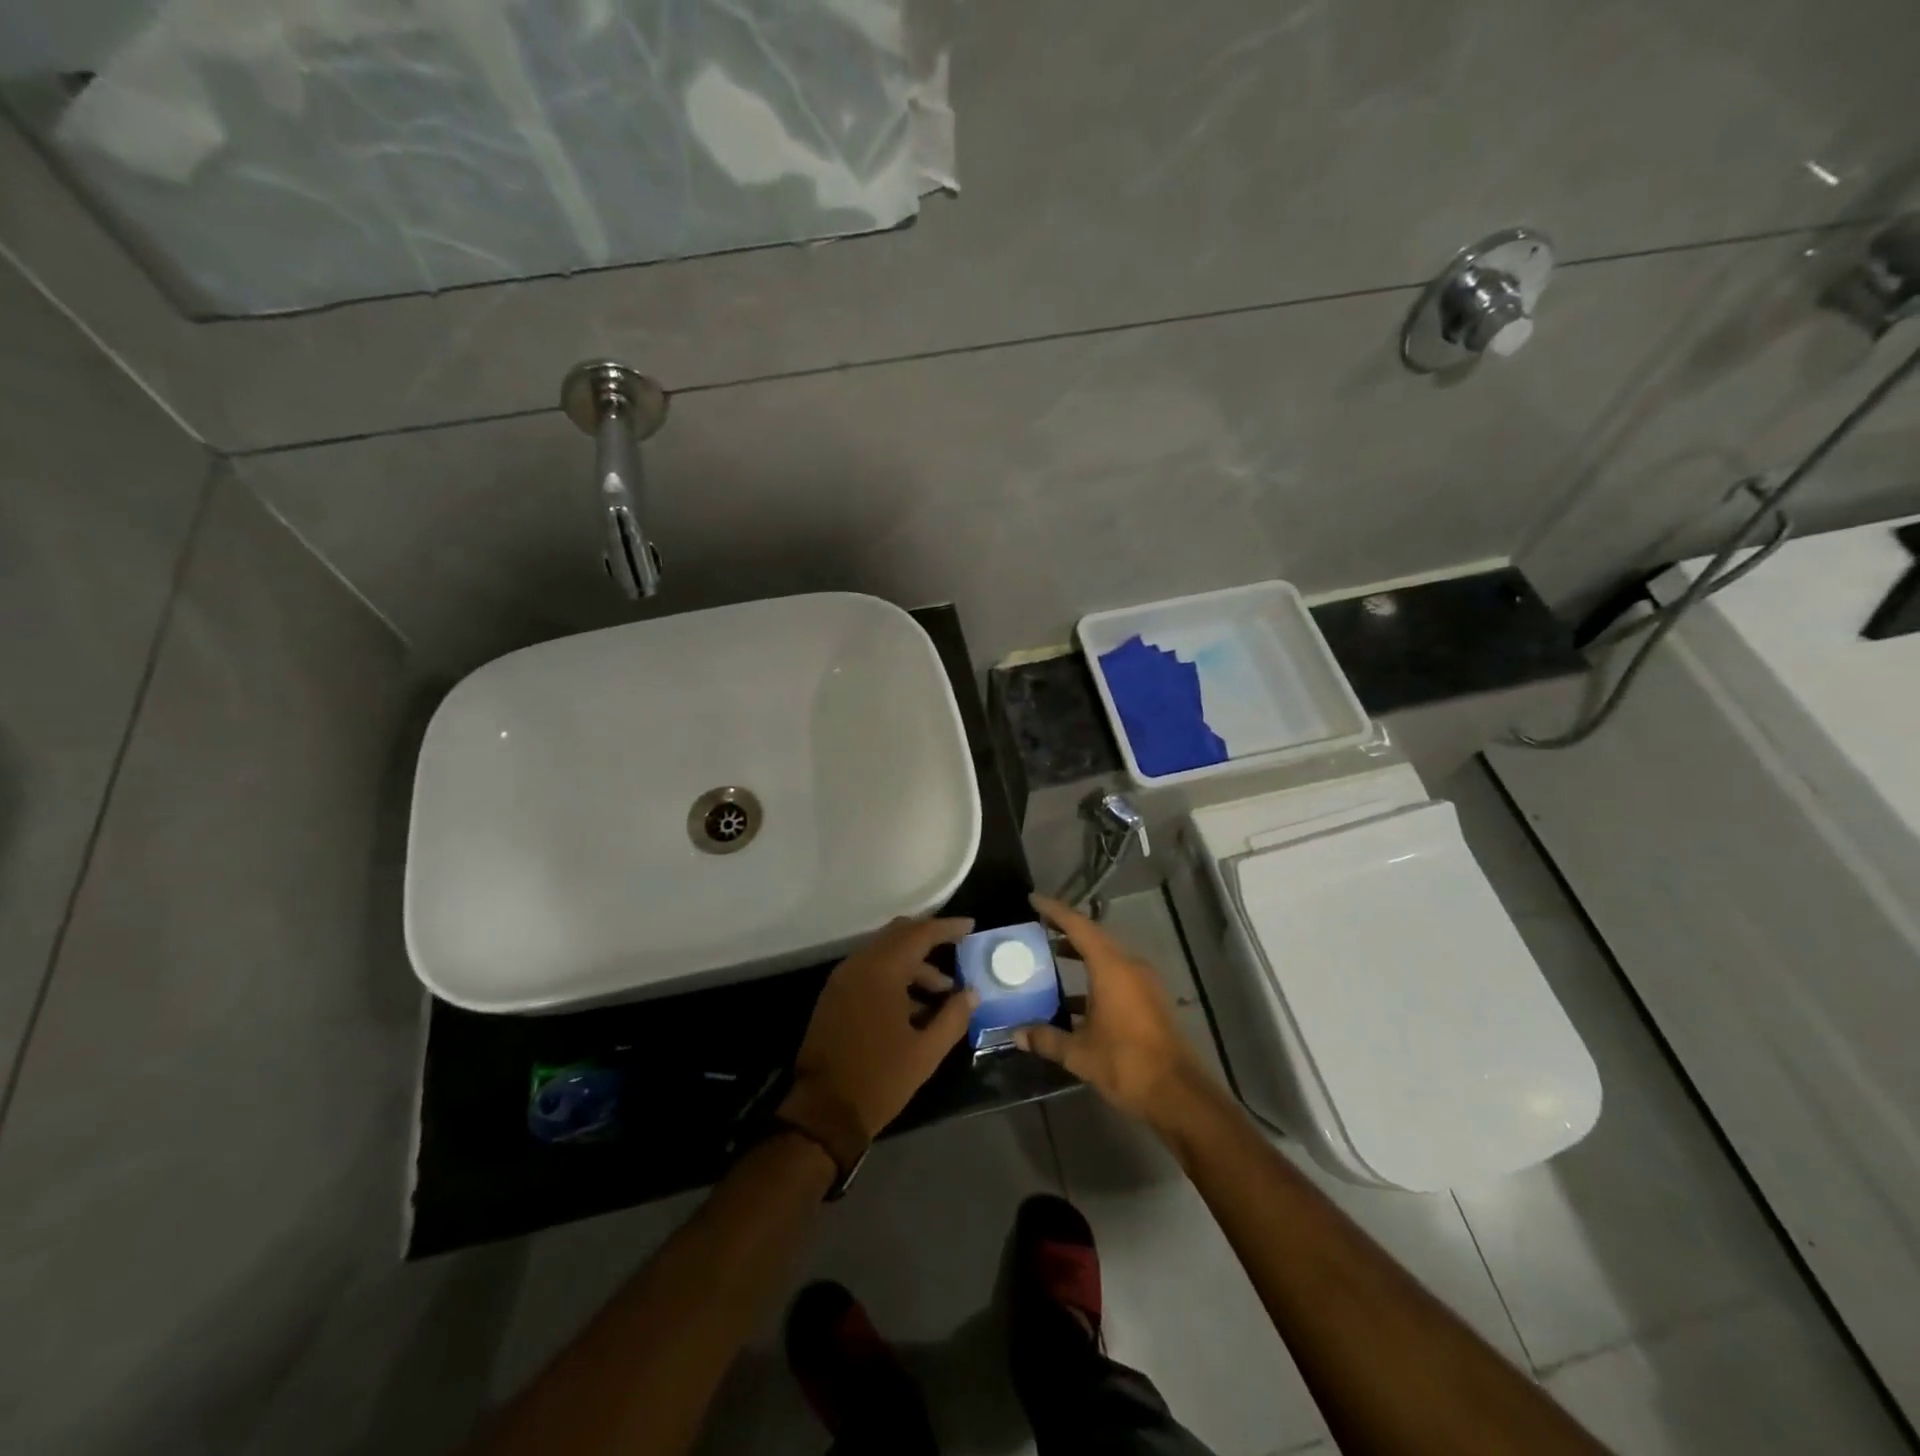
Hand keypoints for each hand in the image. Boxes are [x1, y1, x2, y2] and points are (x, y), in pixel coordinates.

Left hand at [783, 916, 978, 1147]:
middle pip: (898, 935)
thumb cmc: (879, 1079)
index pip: (919, 934)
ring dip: (914, 963)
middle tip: (958, 947)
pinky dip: (894, 975)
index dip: (947, 928)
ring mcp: (842, 979)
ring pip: (884, 953)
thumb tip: (971, 993)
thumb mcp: (926, 1052)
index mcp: (881, 971)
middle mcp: (858, 965)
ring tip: (943, 991)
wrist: (824, 1111)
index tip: (971, 926)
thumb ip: (953, 1017)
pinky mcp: (835, 996)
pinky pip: (869, 970)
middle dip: (929, 938)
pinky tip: (915, 1005)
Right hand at [1015, 895, 1202, 1120]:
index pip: (1079, 926)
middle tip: (1038, 927)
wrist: (1179, 1095)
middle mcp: (1130, 966)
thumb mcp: (1079, 1053)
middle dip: (1066, 930)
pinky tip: (1075, 999)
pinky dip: (1094, 977)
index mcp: (1112, 968)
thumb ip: (1046, 1038)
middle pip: (1094, 937)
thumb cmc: (1126, 1064)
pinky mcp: (1150, 1001)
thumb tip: (1017, 1033)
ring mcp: (1144, 983)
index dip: (1055, 911)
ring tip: (1051, 957)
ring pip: (1107, 957)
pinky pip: (1117, 975)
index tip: (1033, 900)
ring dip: (1081, 954)